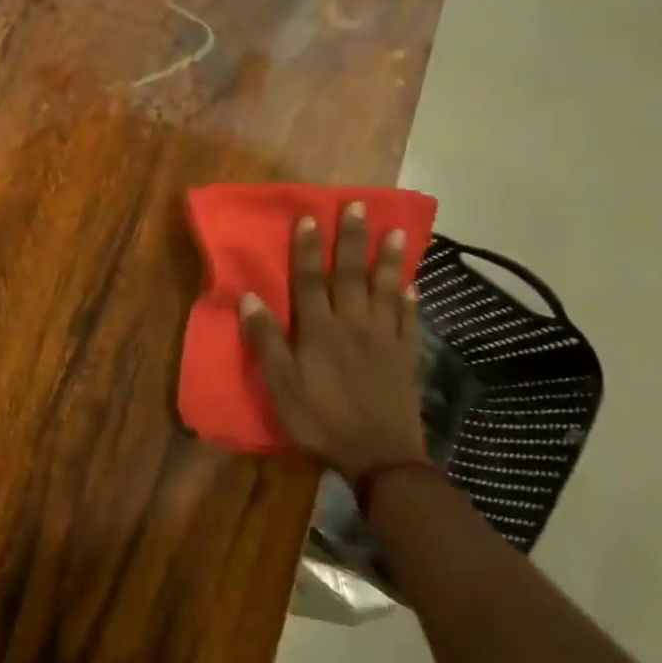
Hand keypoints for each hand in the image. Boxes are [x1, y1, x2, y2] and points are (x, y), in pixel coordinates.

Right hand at [239, 203, 426, 481]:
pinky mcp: (405, 356)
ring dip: (389, 259)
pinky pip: (409, 320)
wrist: (380, 457)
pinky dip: (410, 299)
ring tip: (396, 232)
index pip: (311, 279)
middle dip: (352, 239)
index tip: (310, 217)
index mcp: (319, 329)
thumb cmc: (321, 420)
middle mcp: (353, 324)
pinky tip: (413, 285)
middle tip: (359, 205)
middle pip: (351, 274)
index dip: (308, 248)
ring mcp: (384, 339)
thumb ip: (266, 340)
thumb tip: (248, 297)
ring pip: (386, 290)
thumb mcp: (281, 385)